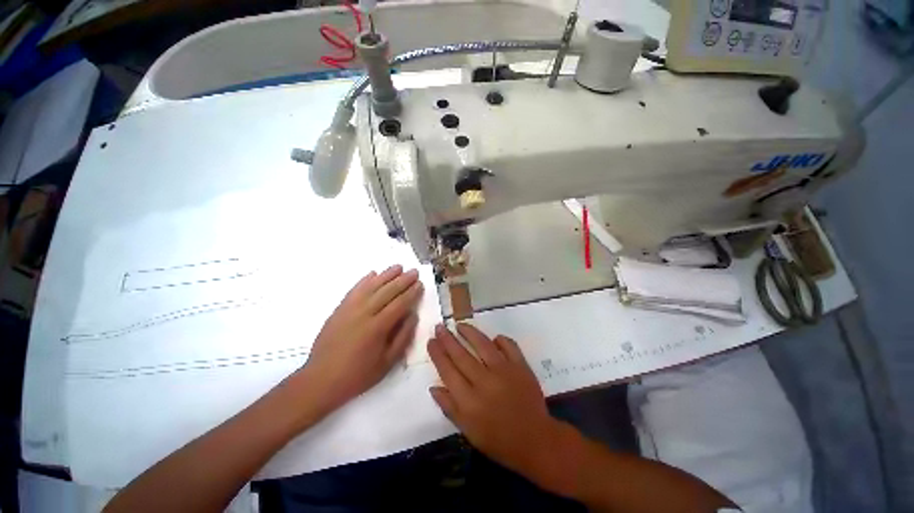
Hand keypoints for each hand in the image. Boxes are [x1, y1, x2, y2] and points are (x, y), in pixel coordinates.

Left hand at [299, 265, 423, 416]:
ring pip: (371, 286)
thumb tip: (413, 316)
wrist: (320, 380)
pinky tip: (373, 273)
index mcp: (377, 327)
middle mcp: (364, 313)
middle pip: (387, 291)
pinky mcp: (339, 309)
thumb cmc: (357, 375)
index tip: (420, 284)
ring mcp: (349, 309)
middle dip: (403, 280)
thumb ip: (402, 337)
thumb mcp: (387, 363)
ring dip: (386, 275)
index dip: (411, 293)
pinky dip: (364, 280)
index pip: (399, 304)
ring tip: (398, 267)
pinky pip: (354, 290)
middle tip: (414, 271)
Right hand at [427, 324, 560, 473]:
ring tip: (460, 325)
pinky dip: (501, 340)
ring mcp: (504, 371)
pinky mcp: (521, 367)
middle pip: (461, 355)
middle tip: (440, 327)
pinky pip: (509, 346)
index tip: (431, 341)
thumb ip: (449, 407)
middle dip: (448, 339)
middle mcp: (484, 382)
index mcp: (469, 401)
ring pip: (483, 345)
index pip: (448, 371)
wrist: (535, 441)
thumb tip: (433, 387)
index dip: (437, 354)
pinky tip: (494, 338)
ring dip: (470, 332)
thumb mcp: (468, 431)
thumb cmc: (498, 440)